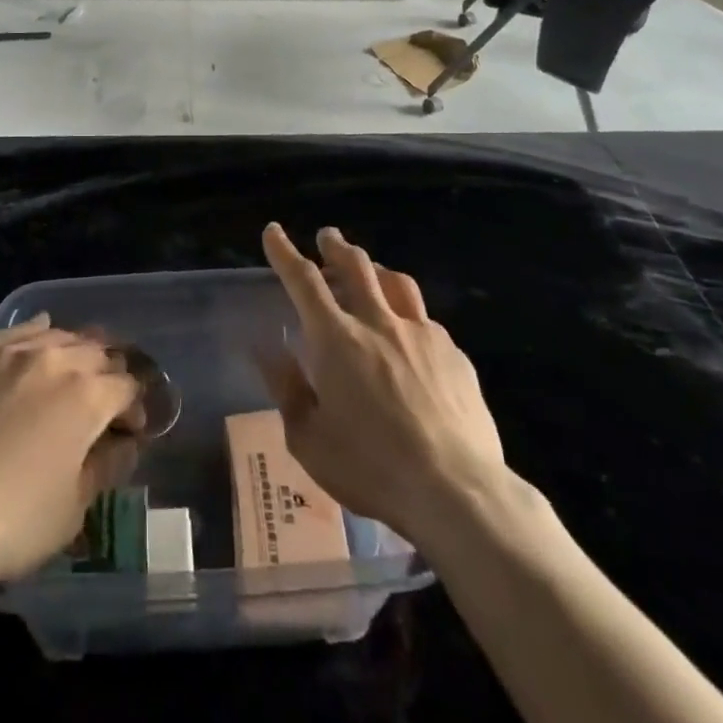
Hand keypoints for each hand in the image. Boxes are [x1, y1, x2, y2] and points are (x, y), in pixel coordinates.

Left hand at [0, 316, 143, 591]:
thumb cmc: (5, 523)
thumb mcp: (70, 510)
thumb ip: (104, 469)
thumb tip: (123, 445)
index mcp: (88, 396)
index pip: (127, 386)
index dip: (134, 408)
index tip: (130, 432)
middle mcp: (55, 360)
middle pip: (97, 352)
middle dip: (110, 374)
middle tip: (105, 401)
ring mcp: (10, 352)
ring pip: (59, 336)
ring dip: (76, 352)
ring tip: (74, 372)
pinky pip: (16, 332)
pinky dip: (37, 334)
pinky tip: (41, 335)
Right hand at [257, 223, 506, 542]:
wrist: (457, 491)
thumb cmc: (371, 468)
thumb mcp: (308, 439)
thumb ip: (286, 388)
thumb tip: (266, 347)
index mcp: (336, 339)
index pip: (303, 281)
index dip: (284, 252)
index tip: (274, 231)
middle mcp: (379, 323)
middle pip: (356, 266)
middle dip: (336, 246)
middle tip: (327, 236)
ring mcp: (422, 334)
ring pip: (396, 282)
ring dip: (376, 268)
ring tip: (370, 270)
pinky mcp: (454, 354)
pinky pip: (426, 320)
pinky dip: (408, 314)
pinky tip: (410, 333)